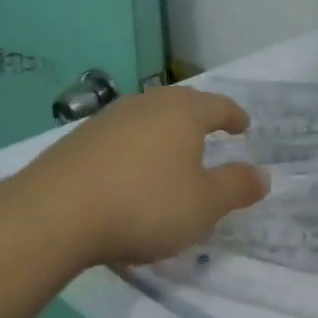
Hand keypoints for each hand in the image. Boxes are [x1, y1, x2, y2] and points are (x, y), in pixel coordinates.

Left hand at [3, 87, 268, 266]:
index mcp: (183, 112)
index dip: (234, 116)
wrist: (53, 214)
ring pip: (148, 117)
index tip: (243, 127)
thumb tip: (263, 175)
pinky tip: (129, 172)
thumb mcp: (203, 205)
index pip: (218, 105)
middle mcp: (148, 104)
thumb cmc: (143, 205)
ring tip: (171, 153)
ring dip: (164, 133)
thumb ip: (236, 188)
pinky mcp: (78, 140)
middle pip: (181, 104)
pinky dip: (134, 149)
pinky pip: (120, 137)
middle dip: (199, 118)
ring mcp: (109, 119)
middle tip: (211, 133)